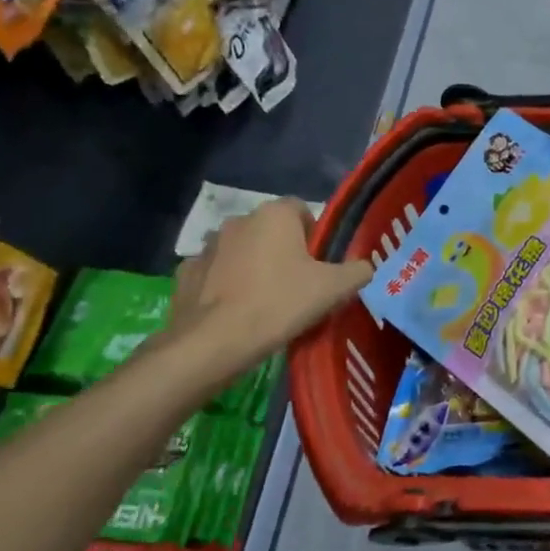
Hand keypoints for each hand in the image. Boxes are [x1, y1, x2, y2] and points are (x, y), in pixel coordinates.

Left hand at [164, 198, 371, 381]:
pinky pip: (214, 273)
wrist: (216, 341)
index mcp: (274, 216)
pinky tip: (235, 311)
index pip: (301, 209)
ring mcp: (207, 246)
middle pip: (270, 230)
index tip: (320, 264)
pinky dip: (225, 285)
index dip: (314, 234)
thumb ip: (357, 271)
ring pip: (241, 251)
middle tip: (298, 285)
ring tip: (265, 301)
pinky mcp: (186, 273)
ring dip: (253, 266)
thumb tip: (363, 267)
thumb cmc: (281, 303)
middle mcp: (238, 221)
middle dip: (283, 250)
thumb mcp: (335, 288)